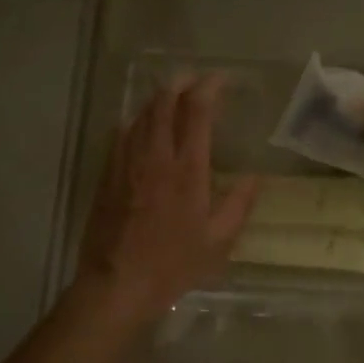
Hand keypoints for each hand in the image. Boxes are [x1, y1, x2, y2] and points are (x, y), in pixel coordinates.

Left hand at [77, 74, 258, 321]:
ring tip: (171, 95)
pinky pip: (120, 135)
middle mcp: (155, 157)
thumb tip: (255, 177)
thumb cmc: (173, 265)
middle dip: (181, 84)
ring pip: (140, 115)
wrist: (117, 283)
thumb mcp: (218, 241)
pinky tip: (140, 125)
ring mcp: (126, 164)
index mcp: (187, 170)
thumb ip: (239, 205)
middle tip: (195, 80)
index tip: (220, 79)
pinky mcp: (107, 175)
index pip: (196, 112)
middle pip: (164, 103)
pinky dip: (135, 121)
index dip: (209, 88)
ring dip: (158, 99)